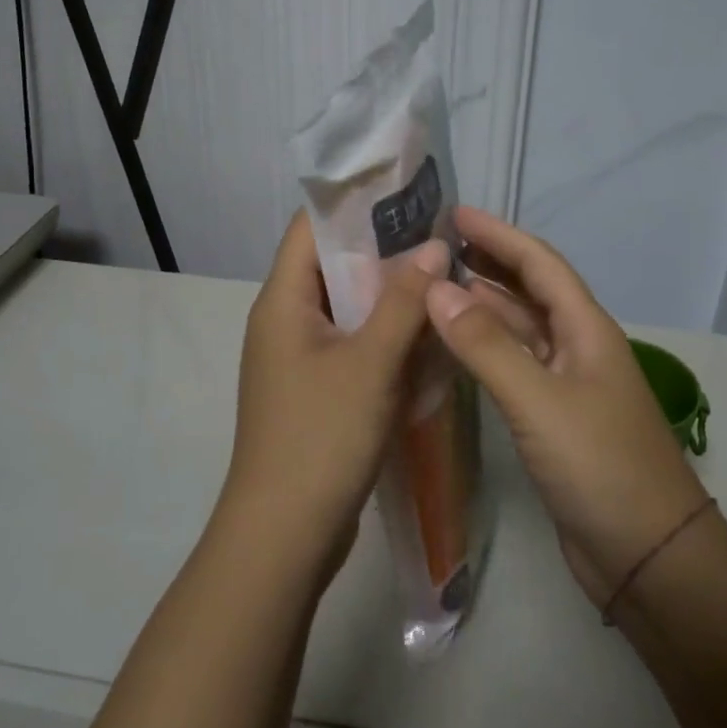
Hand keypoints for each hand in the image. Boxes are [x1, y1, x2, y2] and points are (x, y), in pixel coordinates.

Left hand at [218, 210, 447, 583]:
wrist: (285, 535)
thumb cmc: (321, 437)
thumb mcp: (370, 363)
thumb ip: (403, 302)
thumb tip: (433, 248)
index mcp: (283, 301)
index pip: (311, 228)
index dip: (355, 203)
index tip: (408, 192)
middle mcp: (286, 321)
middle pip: (334, 266)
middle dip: (385, 250)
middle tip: (440, 238)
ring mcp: (301, 359)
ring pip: (349, 309)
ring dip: (390, 296)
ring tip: (444, 278)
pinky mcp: (318, 391)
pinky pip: (354, 346)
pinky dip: (386, 336)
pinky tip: (428, 336)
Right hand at [424, 207, 707, 607]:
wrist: (647, 555)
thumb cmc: (600, 467)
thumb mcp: (539, 401)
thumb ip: (486, 346)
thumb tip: (437, 289)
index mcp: (587, 329)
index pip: (539, 264)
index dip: (499, 235)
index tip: (454, 214)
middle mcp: (578, 348)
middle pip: (530, 291)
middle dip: (488, 264)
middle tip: (436, 249)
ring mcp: (567, 385)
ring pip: (519, 331)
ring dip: (483, 307)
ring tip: (434, 290)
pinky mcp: (554, 420)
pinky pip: (514, 368)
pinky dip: (484, 351)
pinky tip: (454, 350)